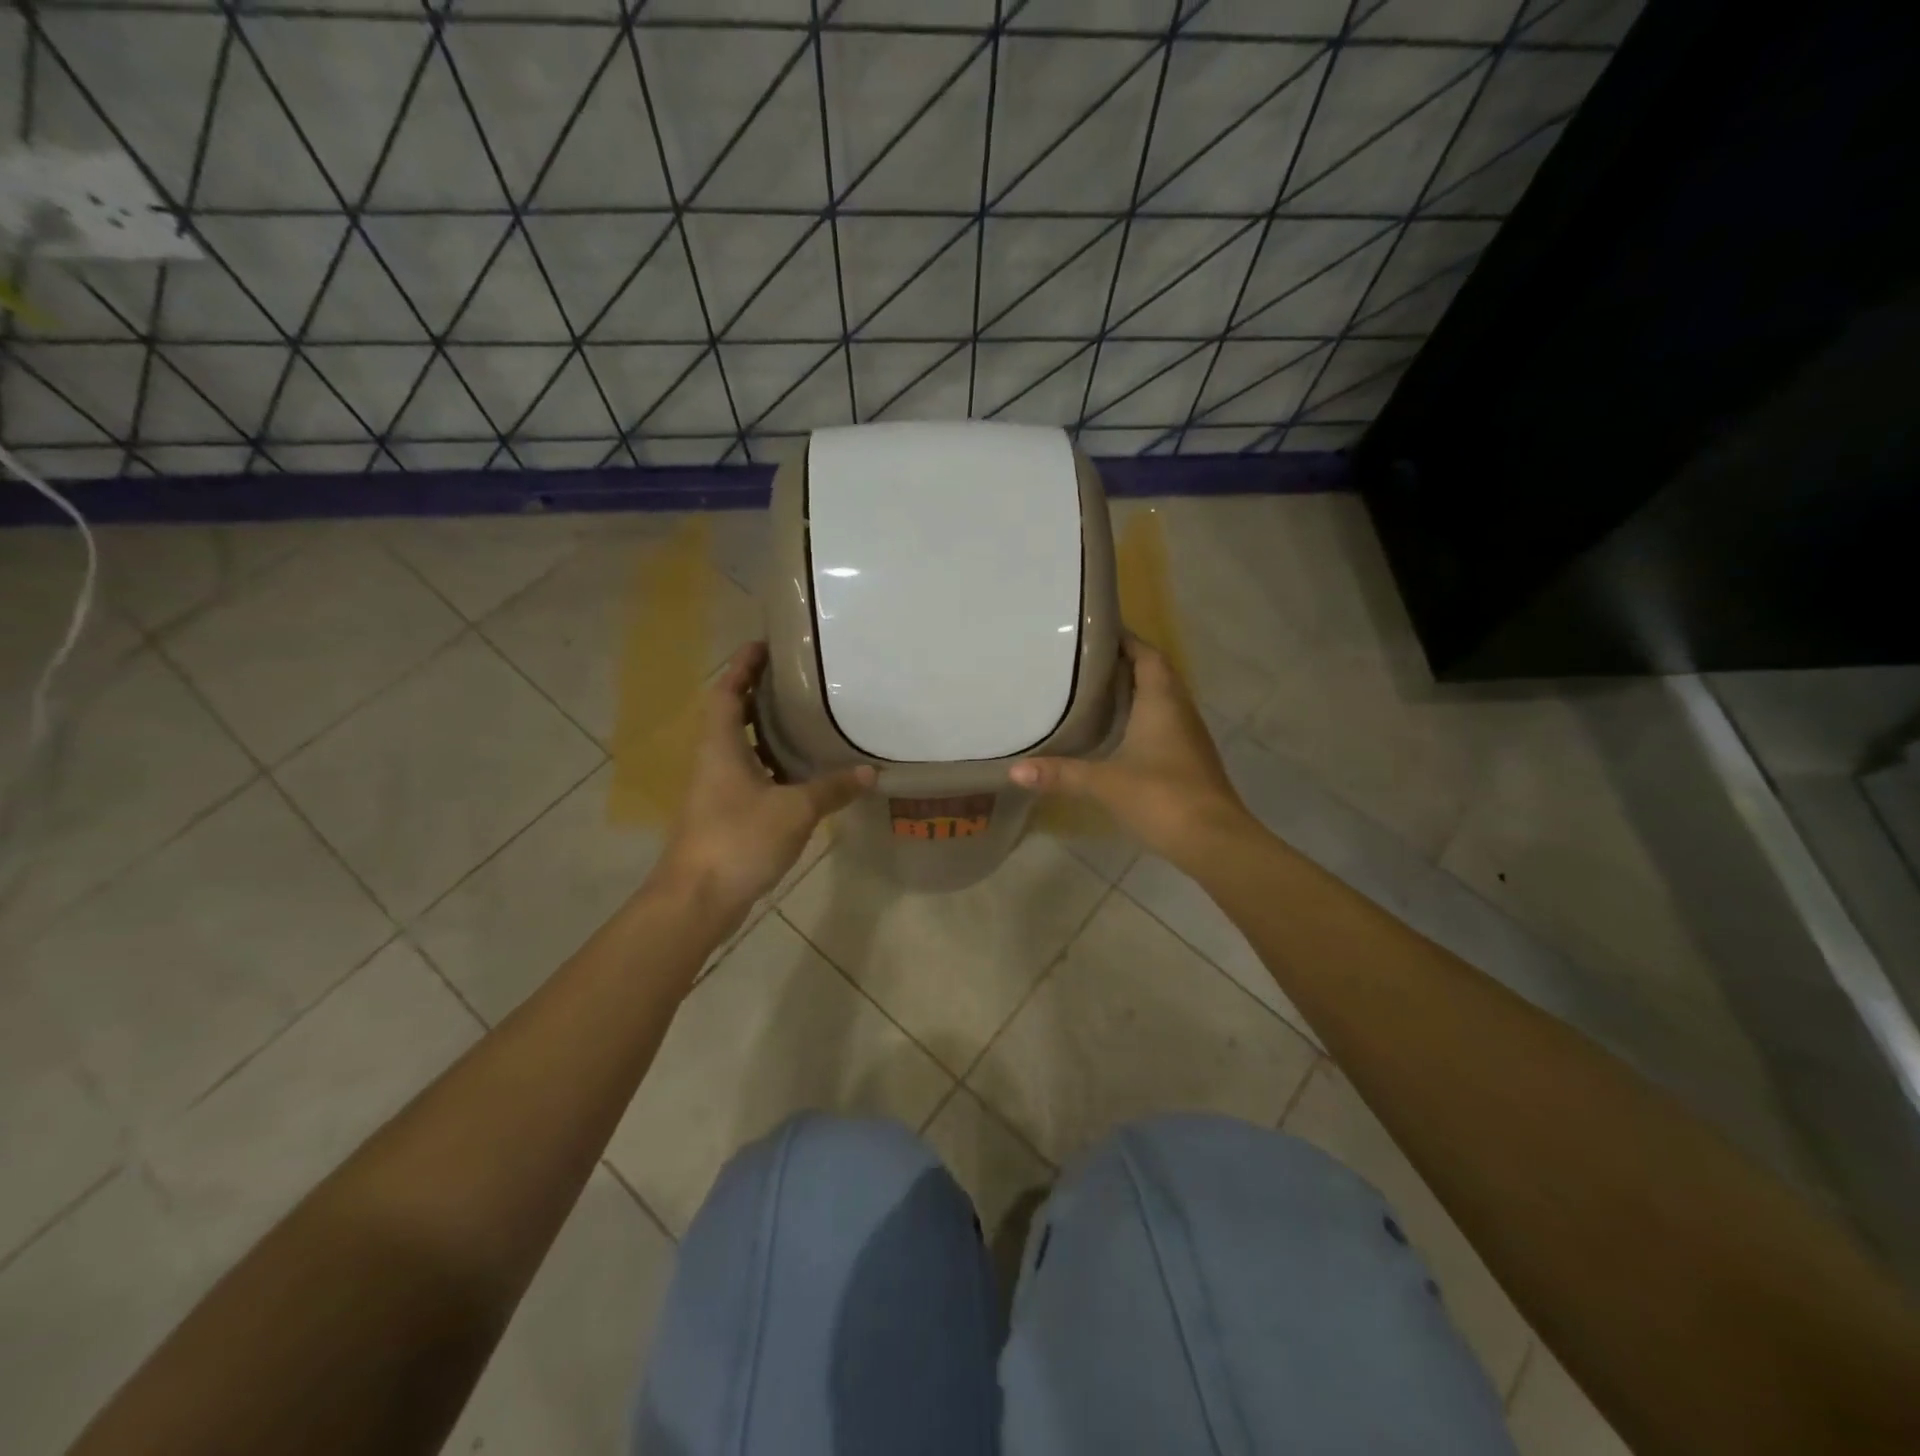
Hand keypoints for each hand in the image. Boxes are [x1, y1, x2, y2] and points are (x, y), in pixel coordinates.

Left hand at [657, 643, 872, 923]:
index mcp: (720, 746)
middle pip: (731, 716)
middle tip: (797, 681)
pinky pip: (749, 777)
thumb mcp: (794, 810)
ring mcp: (715, 791)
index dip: (742, 666)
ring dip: (766, 732)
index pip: (726, 692)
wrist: (697, 900)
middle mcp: (713, 761)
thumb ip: (832, 788)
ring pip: (740, 749)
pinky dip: (772, 767)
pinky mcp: (723, 816)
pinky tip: (801, 774)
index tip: (765, 645)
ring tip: (805, 720)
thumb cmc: (738, 840)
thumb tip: (870, 772)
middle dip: (759, 695)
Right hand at [1009, 636, 1253, 864]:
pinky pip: (1165, 724)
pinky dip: (1142, 718)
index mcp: (1162, 701)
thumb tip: (1014, 771)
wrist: (1214, 840)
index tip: (1094, 632)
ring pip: (1162, 699)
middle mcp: (1179, 710)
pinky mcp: (1190, 760)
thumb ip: (1060, 774)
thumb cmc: (1161, 797)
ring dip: (1135, 690)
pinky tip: (1118, 732)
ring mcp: (1189, 736)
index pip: (1147, 654)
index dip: (1125, 639)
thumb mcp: (1104, 783)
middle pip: (1155, 673)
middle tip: (1085, 661)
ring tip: (1096, 690)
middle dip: (1125, 663)